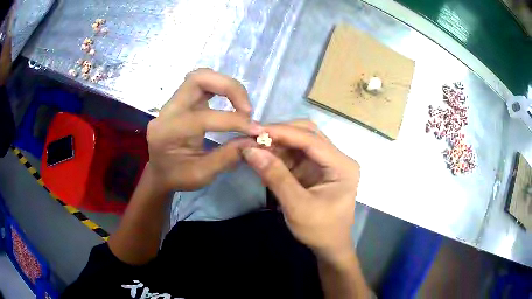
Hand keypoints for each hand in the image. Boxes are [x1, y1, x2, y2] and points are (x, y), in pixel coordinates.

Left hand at [146, 69, 260, 192]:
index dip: (236, 121)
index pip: (207, 116)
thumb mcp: (202, 175)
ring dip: (224, 85)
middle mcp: (169, 110)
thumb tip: (254, 140)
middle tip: (247, 108)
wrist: (158, 174)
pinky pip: (200, 84)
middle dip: (229, 87)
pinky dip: (218, 88)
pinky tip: (229, 101)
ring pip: (200, 77)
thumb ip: (227, 156)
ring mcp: (173, 103)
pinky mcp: (179, 101)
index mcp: (171, 131)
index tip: (256, 131)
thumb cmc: (176, 177)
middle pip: (198, 79)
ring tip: (241, 104)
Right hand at [242, 121, 359, 259]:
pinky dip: (279, 155)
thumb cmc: (319, 230)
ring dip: (278, 144)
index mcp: (342, 166)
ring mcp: (327, 162)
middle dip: (281, 134)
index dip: (283, 132)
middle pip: (308, 134)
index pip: (312, 140)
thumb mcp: (297, 206)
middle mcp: (337, 158)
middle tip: (255, 138)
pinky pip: (296, 155)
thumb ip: (275, 176)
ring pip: (300, 142)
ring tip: (255, 147)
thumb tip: (250, 150)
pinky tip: (264, 159)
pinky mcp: (316, 169)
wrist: (329, 247)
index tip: (256, 131)